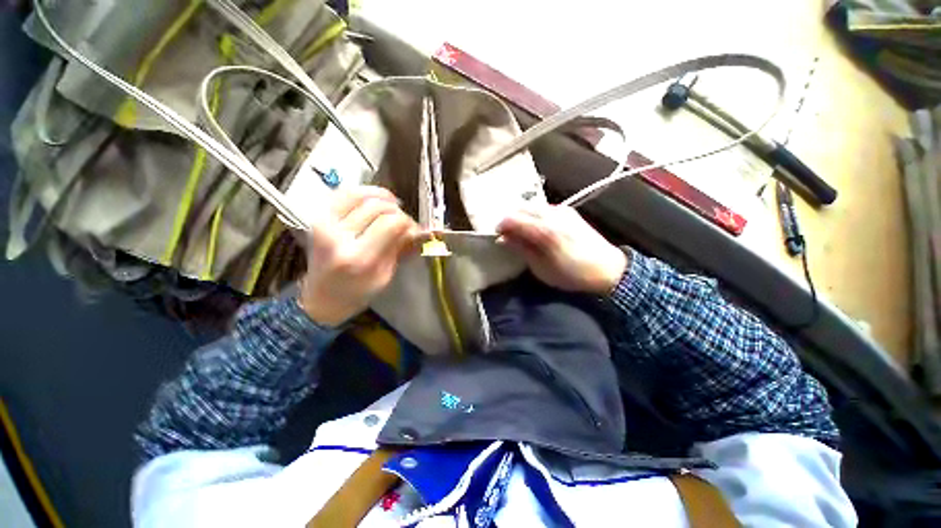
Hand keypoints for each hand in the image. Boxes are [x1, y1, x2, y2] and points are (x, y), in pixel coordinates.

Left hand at [298, 186, 418, 326]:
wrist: (322, 298)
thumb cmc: (358, 292)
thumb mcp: (386, 275)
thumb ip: (399, 247)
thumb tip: (415, 228)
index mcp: (359, 257)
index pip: (390, 223)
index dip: (407, 221)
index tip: (413, 228)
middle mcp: (339, 236)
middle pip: (376, 207)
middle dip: (397, 210)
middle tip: (403, 221)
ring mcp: (324, 224)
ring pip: (359, 194)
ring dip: (381, 196)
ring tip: (392, 205)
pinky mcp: (317, 218)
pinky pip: (342, 193)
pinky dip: (361, 192)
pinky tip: (373, 200)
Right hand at [497, 205, 627, 295]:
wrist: (608, 269)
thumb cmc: (572, 274)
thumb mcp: (541, 268)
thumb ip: (522, 249)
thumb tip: (503, 239)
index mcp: (544, 230)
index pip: (514, 219)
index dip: (501, 226)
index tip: (497, 236)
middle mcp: (553, 214)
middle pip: (521, 208)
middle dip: (510, 220)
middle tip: (507, 235)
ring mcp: (562, 210)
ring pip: (533, 206)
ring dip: (522, 216)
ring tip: (520, 232)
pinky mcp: (569, 211)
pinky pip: (544, 208)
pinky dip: (534, 215)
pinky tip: (535, 228)